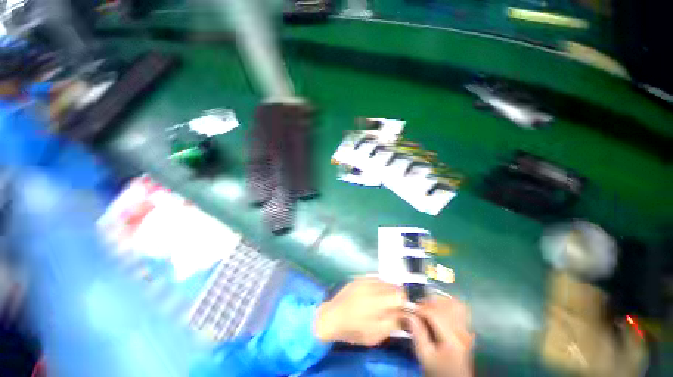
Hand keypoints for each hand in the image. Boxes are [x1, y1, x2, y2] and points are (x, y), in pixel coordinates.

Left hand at [315, 277, 404, 345]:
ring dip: (388, 290)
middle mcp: (373, 285)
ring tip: (384, 302)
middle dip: (397, 295)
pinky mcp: (358, 278)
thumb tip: (406, 314)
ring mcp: (364, 279)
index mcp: (378, 299)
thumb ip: (395, 322)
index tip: (406, 309)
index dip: (406, 301)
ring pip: (384, 281)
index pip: (400, 293)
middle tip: (395, 307)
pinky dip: (378, 286)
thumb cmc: (354, 329)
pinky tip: (374, 296)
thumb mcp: (377, 333)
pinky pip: (374, 279)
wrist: (331, 317)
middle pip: (393, 285)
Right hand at [407, 295, 473, 376]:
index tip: (408, 307)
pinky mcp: (466, 330)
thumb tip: (408, 313)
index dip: (420, 308)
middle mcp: (462, 331)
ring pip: (455, 305)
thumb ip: (417, 333)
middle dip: (429, 302)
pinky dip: (448, 305)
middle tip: (417, 306)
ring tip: (427, 305)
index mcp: (452, 339)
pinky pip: (459, 310)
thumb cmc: (437, 370)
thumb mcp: (424, 355)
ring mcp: (467, 330)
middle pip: (446, 305)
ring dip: (439, 301)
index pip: (435, 314)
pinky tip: (438, 309)